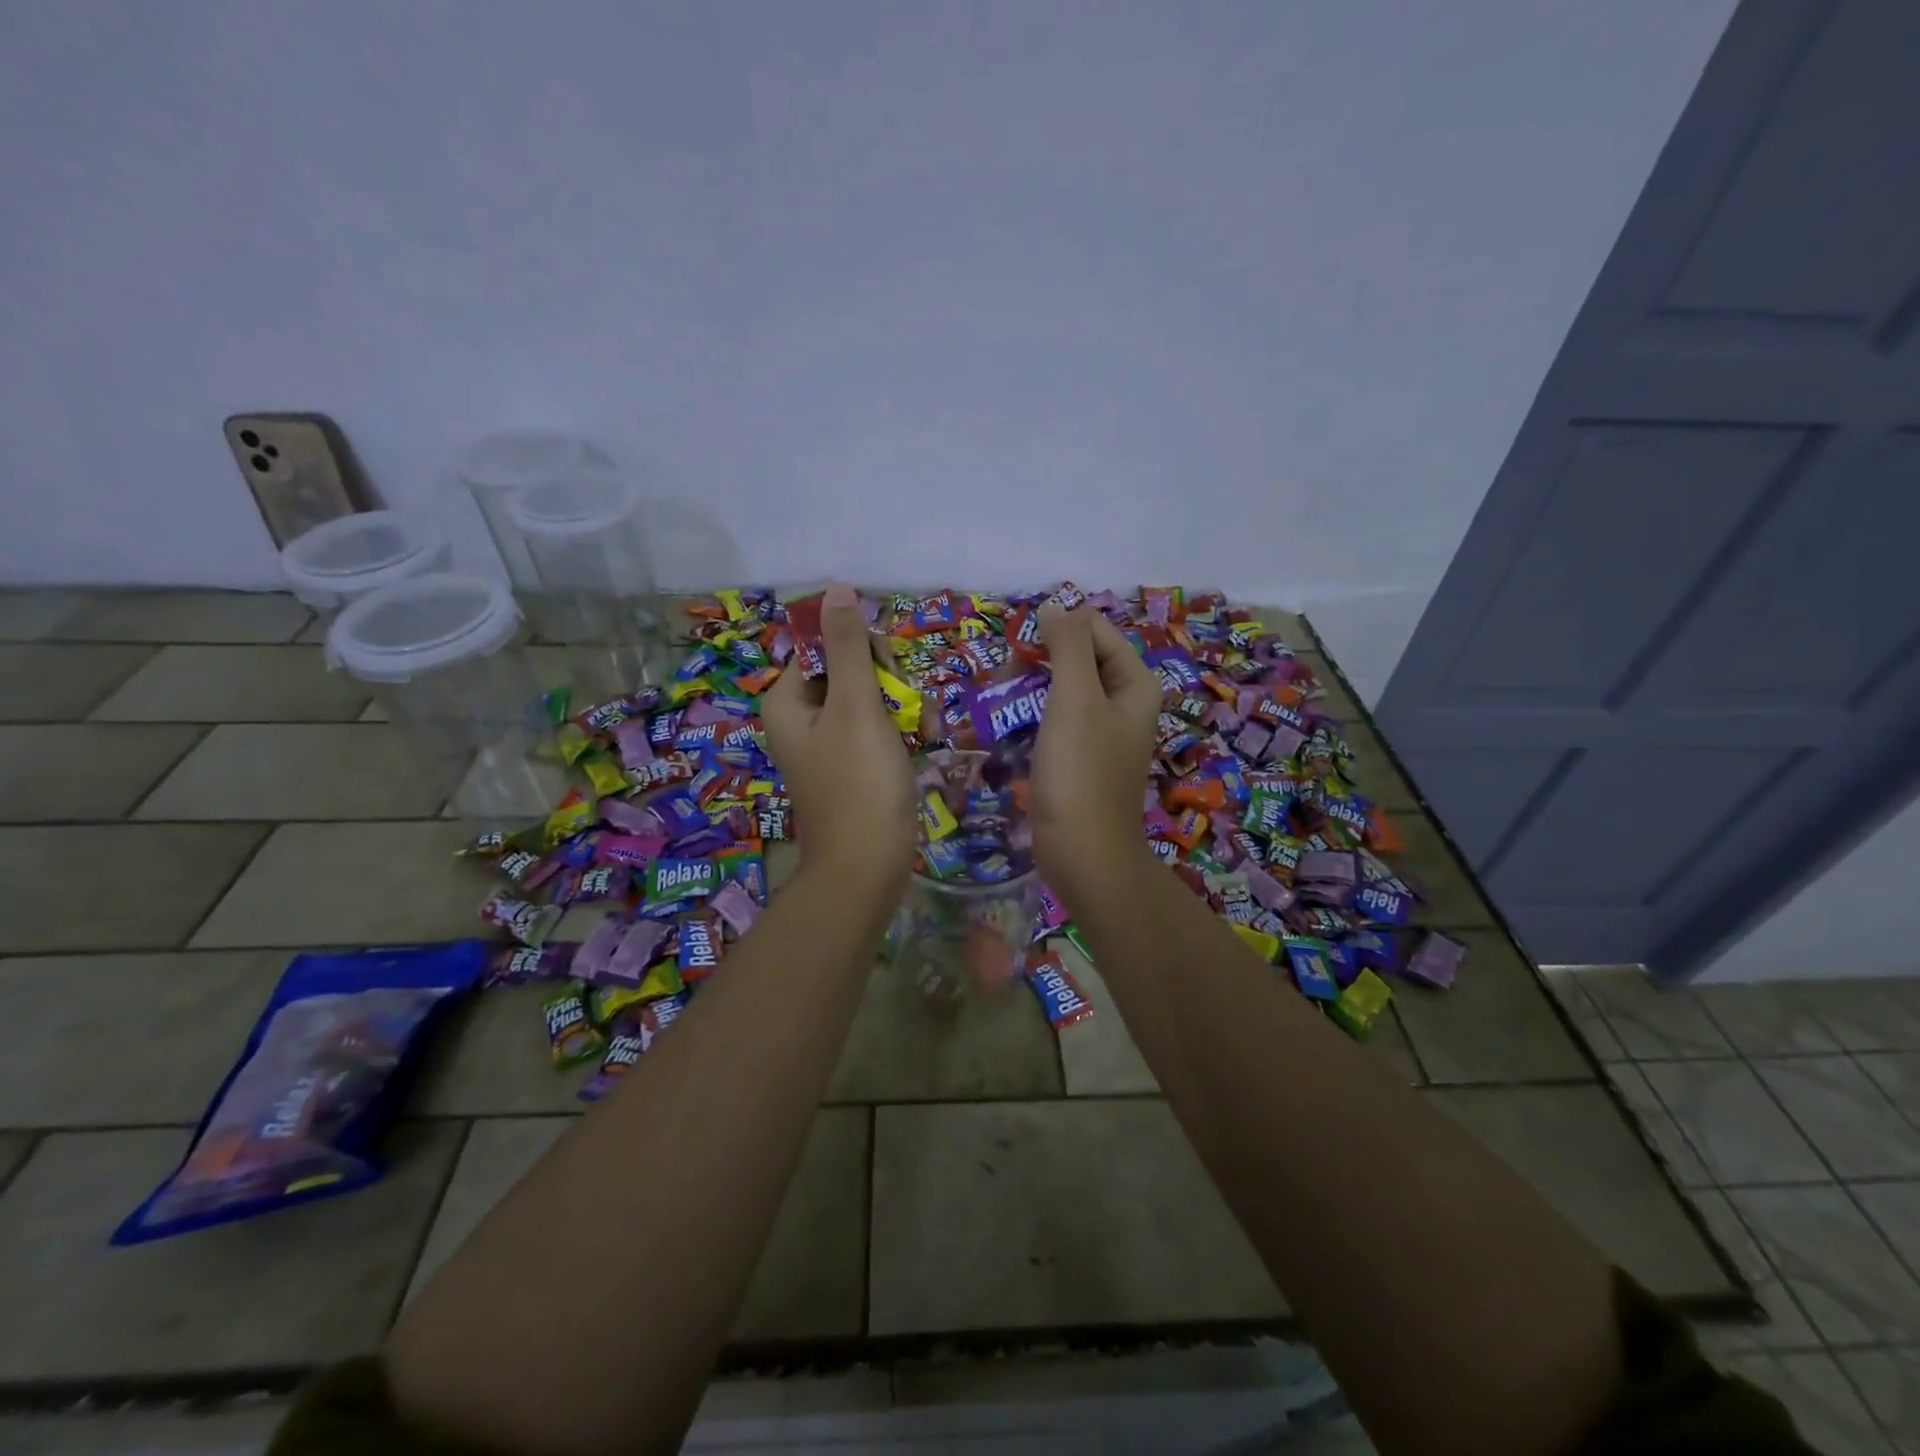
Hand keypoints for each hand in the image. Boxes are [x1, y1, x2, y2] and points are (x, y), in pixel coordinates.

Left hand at [762, 583, 915, 892]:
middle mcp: (802, 716)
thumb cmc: (860, 784)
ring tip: (922, 733)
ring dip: (903, 707)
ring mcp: (828, 742)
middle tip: (908, 711)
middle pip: (851, 669)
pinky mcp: (853, 763)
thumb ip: (847, 647)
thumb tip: (834, 589)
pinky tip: (923, 744)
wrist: (867, 867)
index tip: (890, 675)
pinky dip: (901, 731)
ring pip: (872, 697)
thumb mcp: (856, 707)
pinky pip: (878, 727)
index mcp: (787, 699)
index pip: (826, 644)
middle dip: (889, 683)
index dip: (864, 651)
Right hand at [1030, 603, 1161, 897]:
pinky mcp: (1079, 757)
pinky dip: (1030, 718)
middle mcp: (1123, 702)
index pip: (1094, 630)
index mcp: (1134, 682)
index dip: (1055, 631)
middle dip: (1037, 661)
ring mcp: (1100, 732)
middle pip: (1077, 658)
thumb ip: (1068, 645)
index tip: (1016, 651)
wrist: (1083, 852)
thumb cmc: (1081, 771)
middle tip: (1004, 682)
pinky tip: (1006, 731)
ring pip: (1060, 689)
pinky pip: (1053, 721)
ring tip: (999, 706)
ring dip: (1027, 690)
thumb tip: (1055, 605)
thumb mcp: (1076, 698)